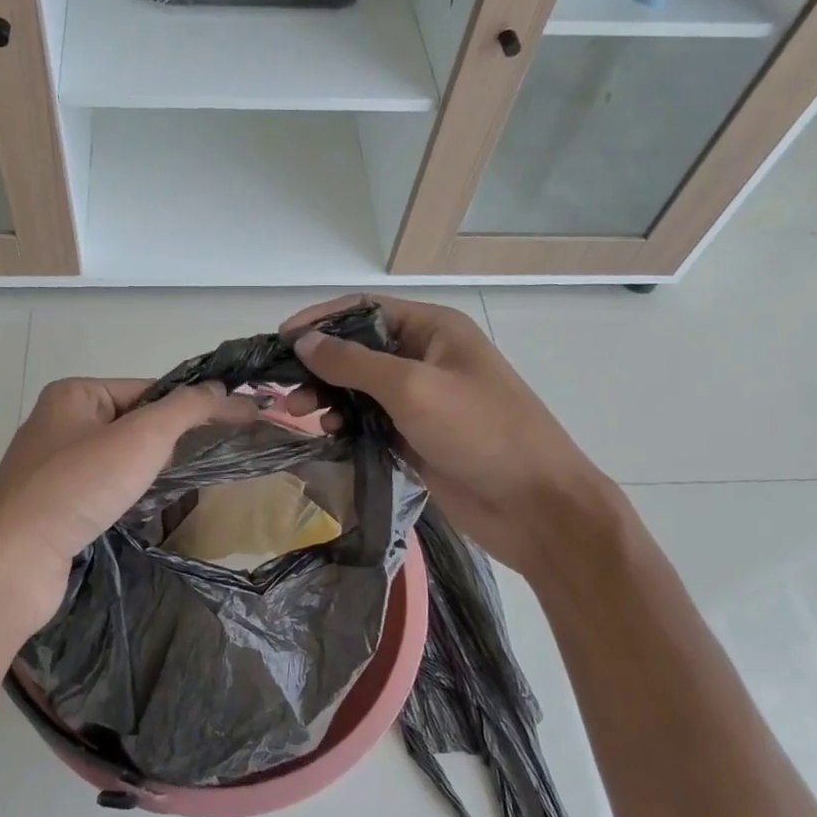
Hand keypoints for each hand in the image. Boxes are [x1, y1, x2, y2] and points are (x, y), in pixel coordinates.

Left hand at [0, 377, 255, 646]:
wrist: (14, 561)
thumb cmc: (78, 486)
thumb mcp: (142, 437)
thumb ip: (186, 409)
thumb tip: (221, 389)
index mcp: (75, 394)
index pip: (149, 387)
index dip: (191, 403)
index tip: (233, 421)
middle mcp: (59, 422)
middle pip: (134, 421)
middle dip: (172, 438)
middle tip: (212, 454)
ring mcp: (52, 466)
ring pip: (119, 457)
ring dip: (151, 468)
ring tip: (184, 482)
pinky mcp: (51, 505)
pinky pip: (103, 487)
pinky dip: (128, 493)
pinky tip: (146, 507)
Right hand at [280, 295, 621, 574]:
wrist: (536, 506)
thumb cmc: (480, 432)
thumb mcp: (413, 388)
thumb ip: (353, 363)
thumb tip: (303, 341)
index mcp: (433, 330)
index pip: (365, 310)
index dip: (321, 320)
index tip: (281, 341)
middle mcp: (425, 358)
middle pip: (359, 350)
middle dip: (321, 365)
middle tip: (287, 392)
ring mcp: (422, 400)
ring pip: (361, 389)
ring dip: (330, 397)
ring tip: (305, 416)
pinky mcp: (416, 437)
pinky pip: (371, 421)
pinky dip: (347, 424)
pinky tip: (330, 435)